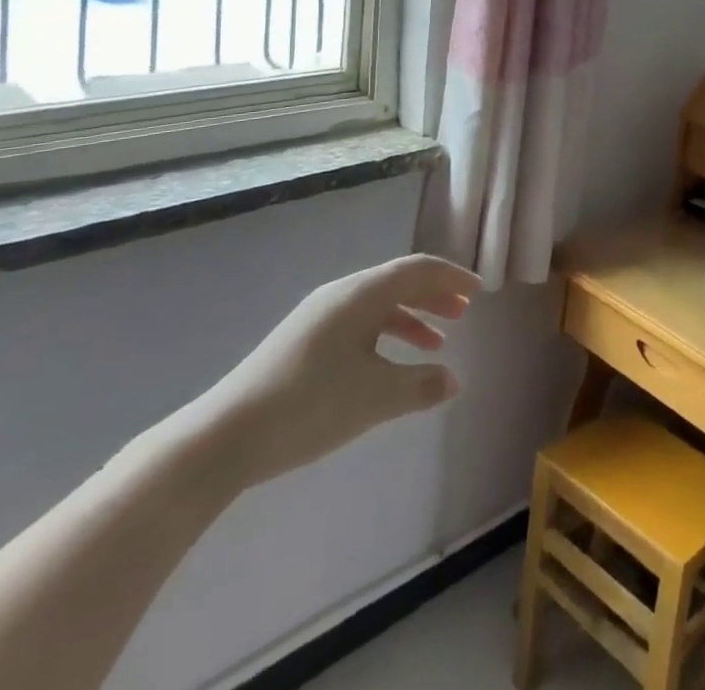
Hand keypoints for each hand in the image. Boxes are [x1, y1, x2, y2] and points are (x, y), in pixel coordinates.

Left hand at [184, 255, 479, 492]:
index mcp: (361, 294)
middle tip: (463, 312)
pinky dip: (385, 334)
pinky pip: (359, 323)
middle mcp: (341, 294)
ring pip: (378, 304)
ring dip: (411, 317)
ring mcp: (319, 316)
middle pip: (398, 281)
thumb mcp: (375, 398)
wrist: (225, 436)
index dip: (451, 276)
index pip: (417, 269)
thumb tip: (455, 380)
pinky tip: (390, 365)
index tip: (479, 290)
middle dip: (434, 294)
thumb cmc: (309, 405)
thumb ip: (421, 386)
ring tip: (437, 343)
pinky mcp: (303, 340)